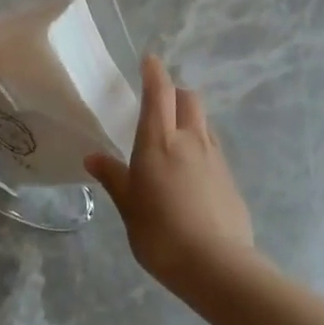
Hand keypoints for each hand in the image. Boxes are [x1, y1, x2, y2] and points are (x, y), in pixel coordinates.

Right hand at [85, 56, 254, 291]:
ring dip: (189, 118)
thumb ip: (114, 178)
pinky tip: (191, 170)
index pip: (159, 93)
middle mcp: (190, 140)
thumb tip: (93, 158)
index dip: (154, 73)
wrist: (216, 264)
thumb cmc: (161, 234)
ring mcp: (215, 157)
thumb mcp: (129, 207)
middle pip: (189, 99)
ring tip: (174, 139)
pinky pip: (213, 147)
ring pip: (204, 121)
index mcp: (159, 142)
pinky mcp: (230, 177)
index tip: (149, 60)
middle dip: (175, 93)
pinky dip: (200, 144)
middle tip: (159, 105)